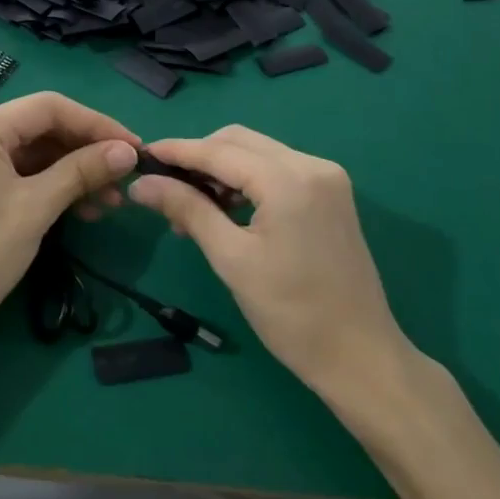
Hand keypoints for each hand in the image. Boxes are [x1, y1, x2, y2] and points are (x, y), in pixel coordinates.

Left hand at [0, 92, 139, 352]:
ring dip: (74, 173)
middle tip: (126, 178)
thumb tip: (129, 151)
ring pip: (36, 154)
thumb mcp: (37, 206)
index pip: (50, 107)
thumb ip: (83, 171)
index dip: (96, 124)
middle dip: (86, 152)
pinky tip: (84, 210)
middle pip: (43, 128)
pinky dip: (53, 187)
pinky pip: (22, 174)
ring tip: (111, 202)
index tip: (134, 148)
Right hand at [127, 126, 412, 396]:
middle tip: (164, 188)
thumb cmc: (291, 312)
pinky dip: (246, 182)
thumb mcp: (230, 259)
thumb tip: (141, 184)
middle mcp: (311, 165)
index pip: (219, 151)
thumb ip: (187, 210)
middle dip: (198, 158)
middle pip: (239, 142)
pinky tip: (225, 209)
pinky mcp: (331, 194)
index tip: (140, 155)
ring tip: (190, 207)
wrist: (360, 356)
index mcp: (289, 179)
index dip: (176, 151)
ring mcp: (326, 178)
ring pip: (257, 154)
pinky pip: (276, 171)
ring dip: (220, 170)